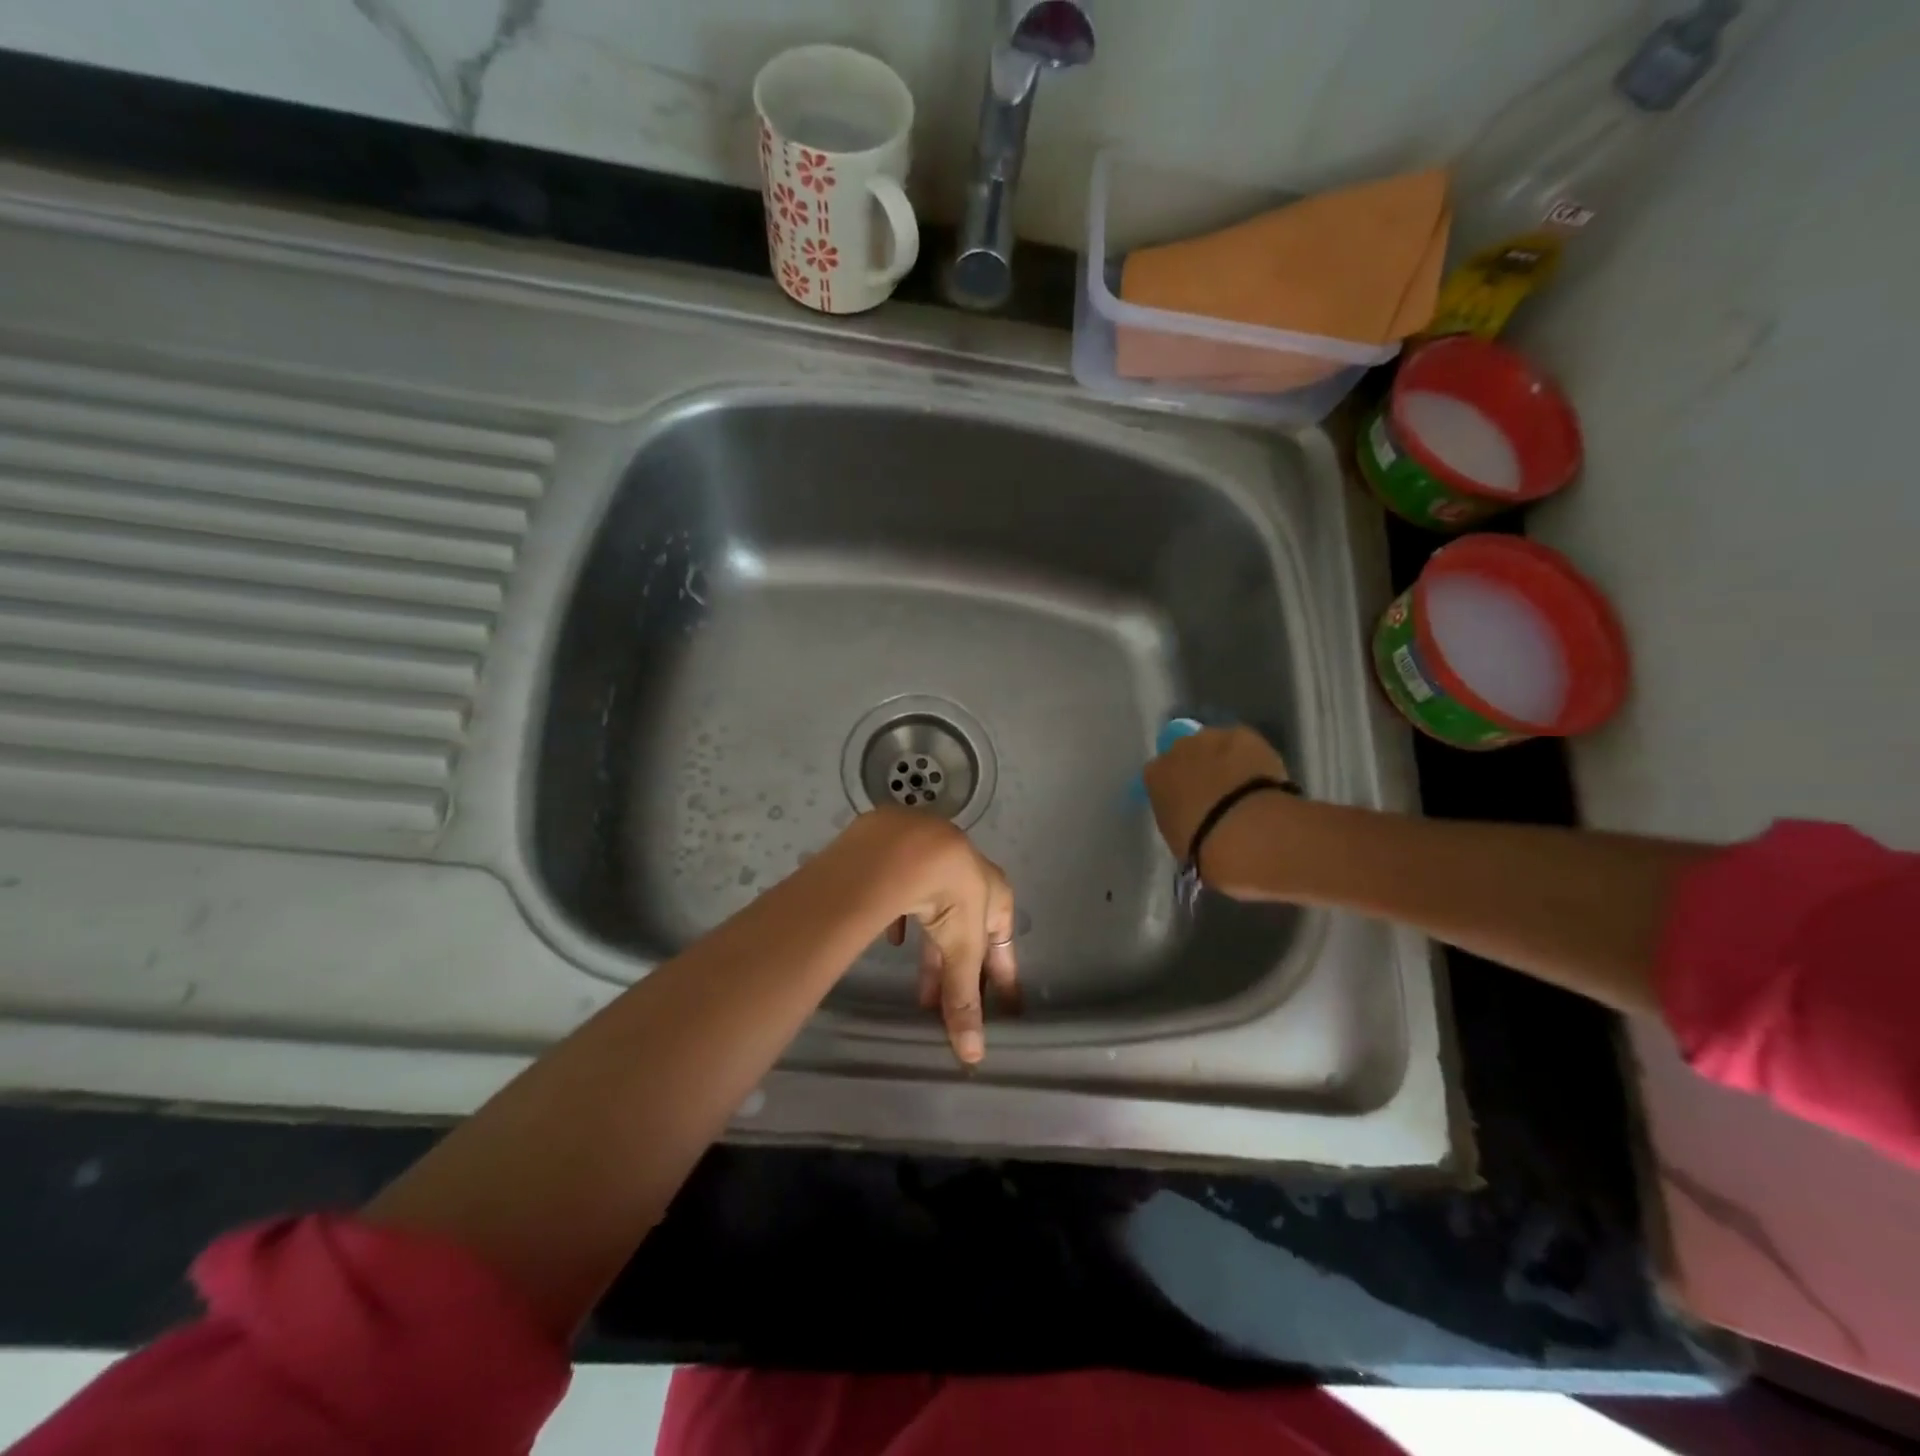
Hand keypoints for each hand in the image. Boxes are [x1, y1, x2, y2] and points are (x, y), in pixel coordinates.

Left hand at [840, 809, 1017, 1065]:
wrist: (908, 845)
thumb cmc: (951, 895)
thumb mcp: (961, 949)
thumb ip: (963, 998)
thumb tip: (973, 1056)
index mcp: (996, 895)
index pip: (1003, 946)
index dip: (1002, 978)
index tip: (1005, 1007)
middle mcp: (971, 876)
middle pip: (968, 933)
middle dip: (959, 973)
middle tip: (947, 1008)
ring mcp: (937, 863)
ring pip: (938, 915)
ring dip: (932, 952)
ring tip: (920, 989)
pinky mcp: (905, 858)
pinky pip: (907, 895)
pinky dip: (904, 921)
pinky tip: (894, 937)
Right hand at [1142, 726, 1294, 890]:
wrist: (1246, 832)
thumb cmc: (1204, 848)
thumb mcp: (1178, 837)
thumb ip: (1179, 817)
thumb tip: (1190, 815)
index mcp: (1154, 777)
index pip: (1159, 775)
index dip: (1175, 787)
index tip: (1189, 804)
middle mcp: (1176, 749)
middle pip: (1185, 752)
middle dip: (1197, 767)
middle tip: (1216, 792)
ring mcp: (1210, 738)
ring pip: (1214, 744)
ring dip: (1223, 759)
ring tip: (1243, 784)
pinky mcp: (1243, 735)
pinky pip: (1243, 744)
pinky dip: (1250, 756)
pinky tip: (1261, 777)